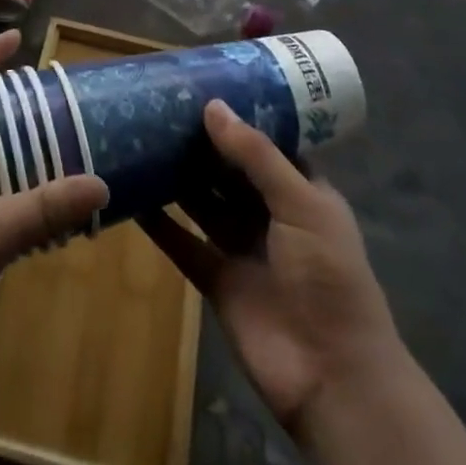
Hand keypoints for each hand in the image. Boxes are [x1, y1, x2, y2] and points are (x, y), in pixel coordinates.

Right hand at [141, 100, 401, 435]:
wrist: (332, 376)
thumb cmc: (328, 275)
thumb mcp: (300, 203)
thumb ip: (255, 155)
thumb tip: (212, 106)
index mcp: (302, 192)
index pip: (268, 145)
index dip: (240, 119)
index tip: (202, 88)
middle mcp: (271, 215)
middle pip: (230, 172)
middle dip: (202, 145)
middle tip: (160, 108)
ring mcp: (242, 248)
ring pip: (203, 203)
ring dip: (178, 178)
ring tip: (141, 140)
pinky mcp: (216, 280)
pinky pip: (183, 243)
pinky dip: (160, 224)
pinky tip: (133, 197)